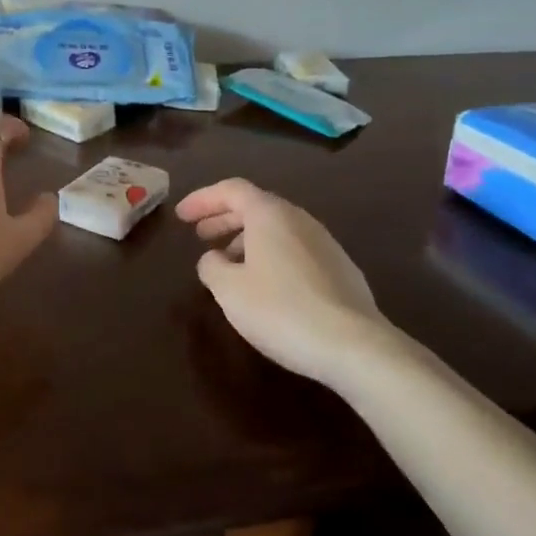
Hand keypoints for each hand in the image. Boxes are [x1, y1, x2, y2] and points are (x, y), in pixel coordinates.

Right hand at [176, 178, 391, 384]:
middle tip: (200, 236)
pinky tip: (265, 285)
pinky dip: (271, 256)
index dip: (202, 199)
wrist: (354, 345)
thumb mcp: (229, 290)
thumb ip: (211, 267)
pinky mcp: (341, 269)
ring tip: (228, 264)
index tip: (181, 217)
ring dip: (247, 240)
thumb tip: (213, 259)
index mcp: (270, 215)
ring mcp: (325, 243)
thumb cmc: (281, 310)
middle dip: (223, 218)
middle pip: (255, 207)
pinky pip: (295, 250)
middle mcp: (299, 219)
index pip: (231, 190)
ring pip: (277, 230)